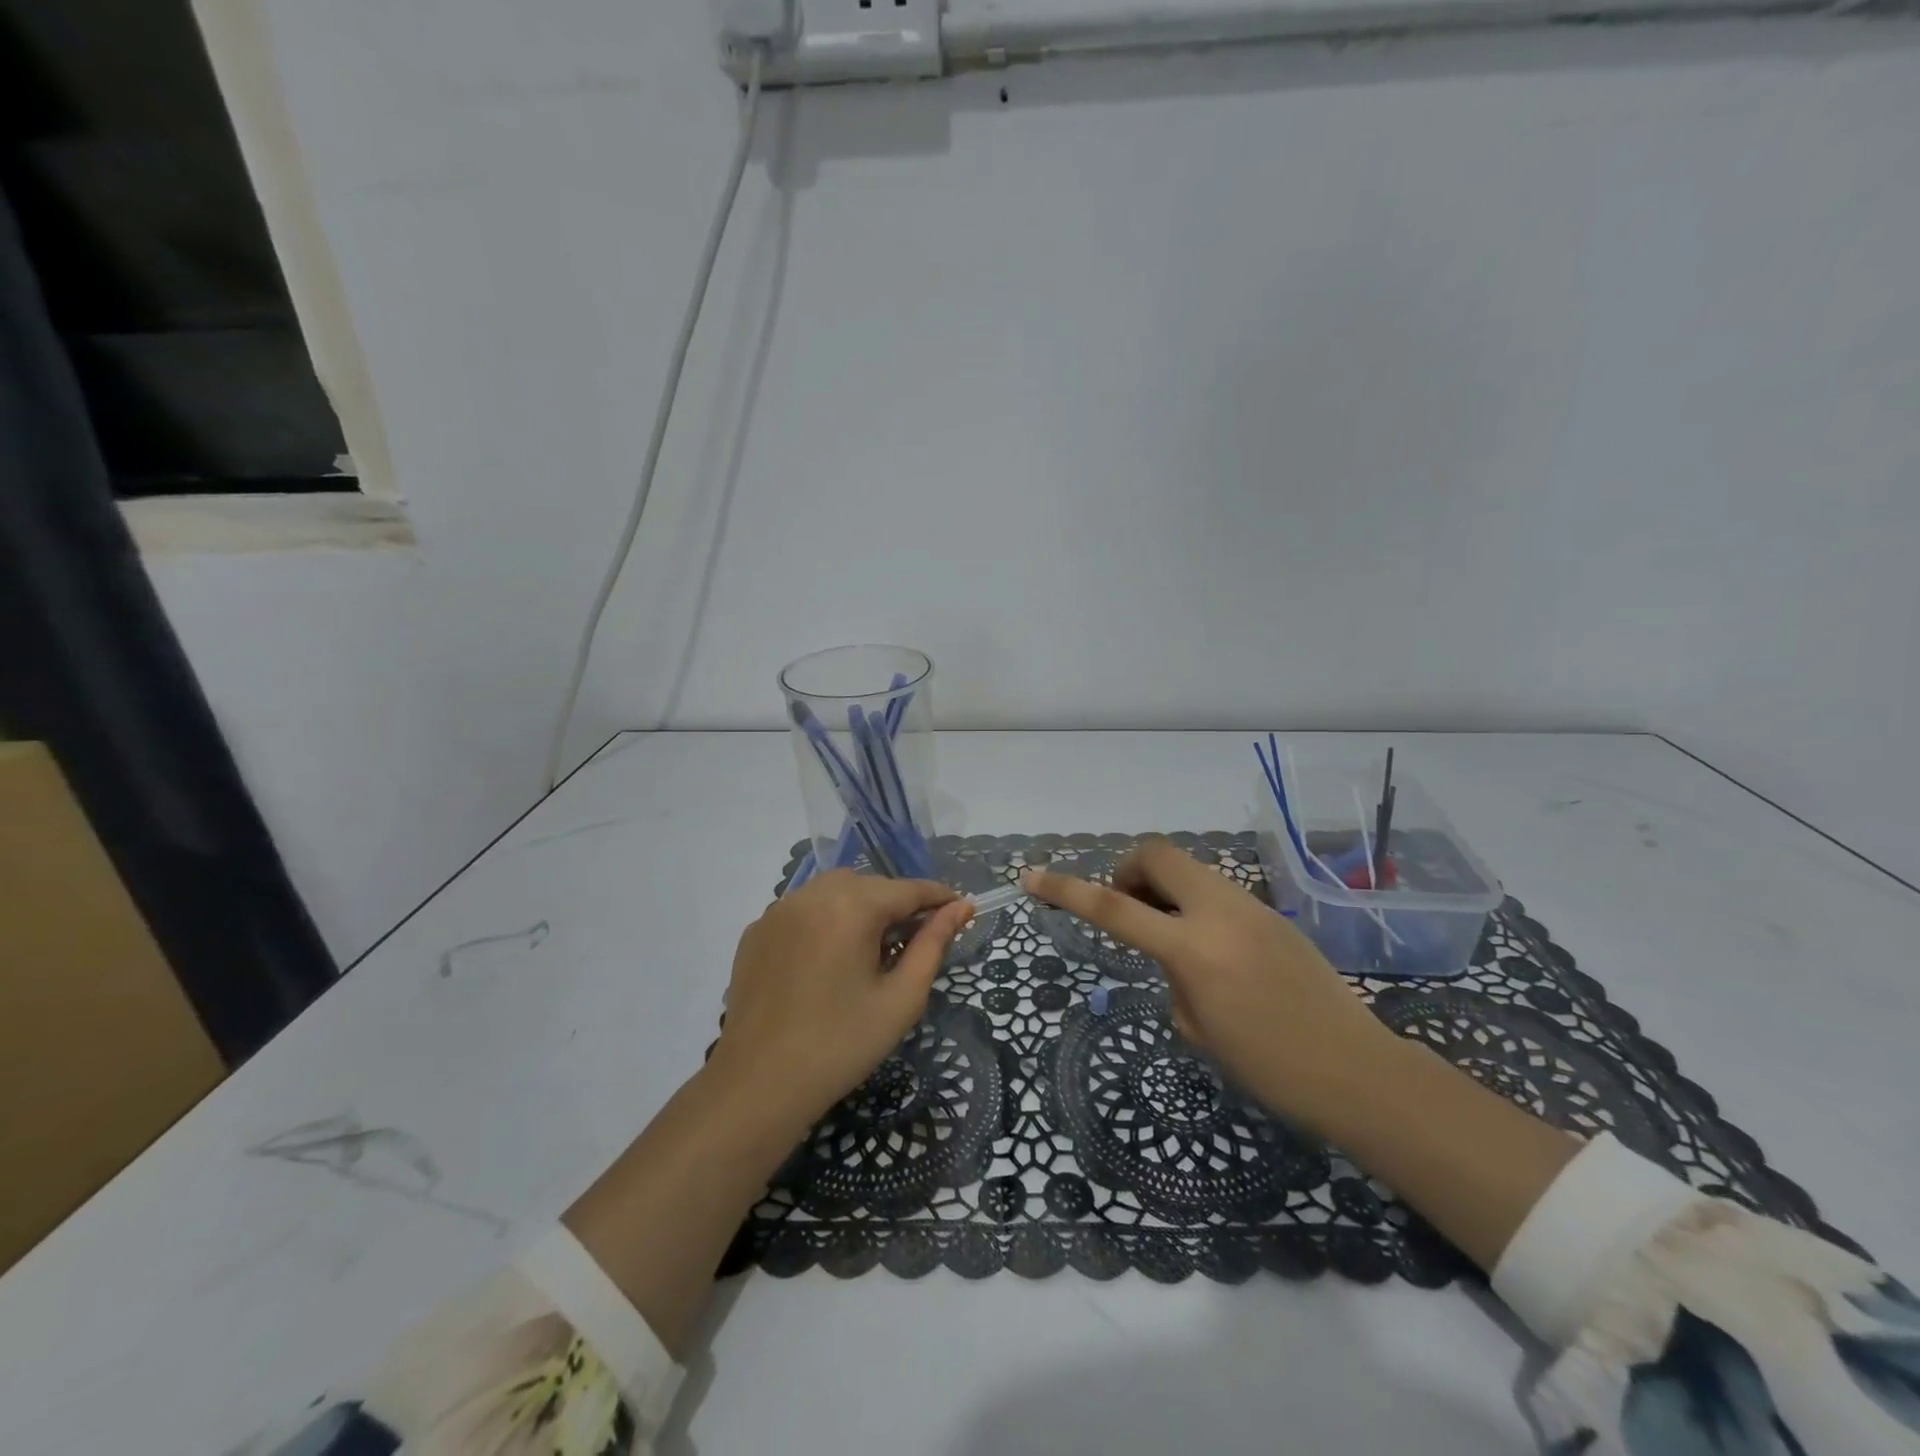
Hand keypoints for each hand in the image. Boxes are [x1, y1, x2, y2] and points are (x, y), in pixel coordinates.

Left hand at [707, 870, 973, 1134]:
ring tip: (871, 948)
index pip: (908, 889)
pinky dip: (825, 919)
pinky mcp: (756, 930)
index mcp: (852, 906)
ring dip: (860, 907)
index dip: (938, 898)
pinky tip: (828, 958)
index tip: (961, 910)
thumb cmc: (842, 1045)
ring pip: (834, 891)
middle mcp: (812, 894)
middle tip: (915, 940)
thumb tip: (960, 907)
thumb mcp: (901, 998)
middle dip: (897, 904)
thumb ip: (933, 944)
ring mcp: (778, 909)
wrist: (758, 1085)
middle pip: (870, 885)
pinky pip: (803, 909)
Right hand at [1023, 837, 1397, 1133]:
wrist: (1357, 1070)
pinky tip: (1214, 952)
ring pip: (1190, 869)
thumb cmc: (1270, 1067)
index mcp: (1193, 948)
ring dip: (1165, 888)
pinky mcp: (1272, 914)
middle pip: (1158, 852)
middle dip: (1129, 869)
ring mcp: (1251, 906)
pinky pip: (1218, 892)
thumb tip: (1175, 952)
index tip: (1033, 876)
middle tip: (1129, 909)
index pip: (1114, 907)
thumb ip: (1174, 976)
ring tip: (1172, 938)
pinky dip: (1196, 905)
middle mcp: (1220, 912)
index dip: (1067, 889)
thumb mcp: (1197, 1028)